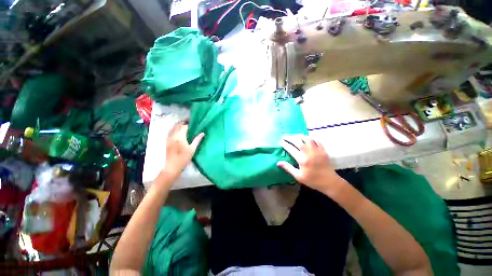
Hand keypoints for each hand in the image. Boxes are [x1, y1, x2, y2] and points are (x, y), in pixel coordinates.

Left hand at [162, 122, 204, 181]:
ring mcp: (169, 139)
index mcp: (180, 137)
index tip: (193, 124)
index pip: (184, 127)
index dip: (188, 124)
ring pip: (173, 128)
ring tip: (184, 126)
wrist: (172, 167)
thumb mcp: (192, 149)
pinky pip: (170, 132)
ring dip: (178, 126)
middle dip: (183, 123)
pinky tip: (178, 132)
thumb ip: (197, 140)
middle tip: (189, 123)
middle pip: (177, 126)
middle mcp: (173, 136)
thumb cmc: (184, 158)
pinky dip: (174, 130)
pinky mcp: (167, 142)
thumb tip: (202, 133)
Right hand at [277, 135, 344, 194]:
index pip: (291, 149)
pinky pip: (317, 140)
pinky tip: (307, 138)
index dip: (285, 144)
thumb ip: (288, 168)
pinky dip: (311, 137)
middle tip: (284, 137)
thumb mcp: (298, 176)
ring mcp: (317, 150)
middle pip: (298, 141)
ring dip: (299, 136)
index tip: (280, 141)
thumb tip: (278, 163)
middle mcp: (309, 152)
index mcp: (302, 159)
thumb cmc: (312, 180)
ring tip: (294, 136)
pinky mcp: (323, 150)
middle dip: (290, 138)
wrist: (329, 182)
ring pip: (307, 138)